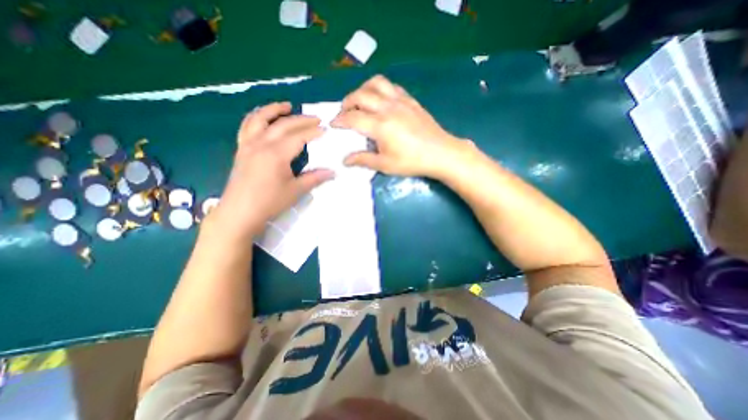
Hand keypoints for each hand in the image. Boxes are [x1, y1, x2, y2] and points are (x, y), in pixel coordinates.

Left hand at [204, 102, 330, 242]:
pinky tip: (263, 118)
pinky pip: (247, 126)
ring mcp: (248, 145)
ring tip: (287, 105)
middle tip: (316, 118)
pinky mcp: (241, 149)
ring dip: (274, 109)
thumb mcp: (296, 191)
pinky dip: (256, 117)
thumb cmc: (269, 202)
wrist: (239, 212)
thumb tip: (333, 172)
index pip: (299, 137)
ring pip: (260, 119)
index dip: (313, 132)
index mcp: (277, 154)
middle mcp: (261, 143)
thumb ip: (314, 178)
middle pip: (283, 124)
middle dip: (301, 119)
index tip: (325, 130)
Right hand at [331, 75, 464, 179]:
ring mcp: (400, 101)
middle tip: (343, 112)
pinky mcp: (410, 100)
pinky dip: (380, 89)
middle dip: (347, 102)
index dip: (339, 120)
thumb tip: (345, 160)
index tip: (333, 124)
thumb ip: (363, 160)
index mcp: (380, 126)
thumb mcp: (385, 164)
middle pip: (360, 95)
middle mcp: (388, 108)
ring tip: (360, 101)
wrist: (440, 153)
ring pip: (376, 83)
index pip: (352, 118)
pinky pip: (391, 86)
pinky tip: (380, 100)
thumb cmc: (412, 162)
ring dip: (363, 89)